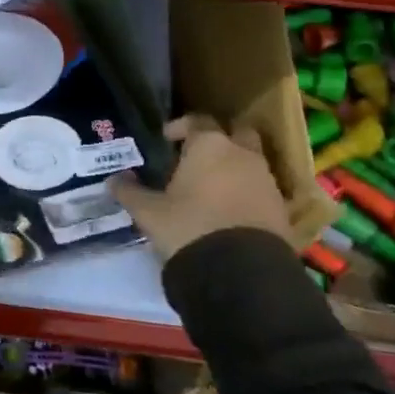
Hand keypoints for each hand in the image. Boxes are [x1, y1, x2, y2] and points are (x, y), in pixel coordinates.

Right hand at [109, 115, 292, 260]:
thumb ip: (129, 192)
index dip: (180, 127)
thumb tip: (113, 180)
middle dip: (219, 140)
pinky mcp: (281, 208)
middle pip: (235, 133)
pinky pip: (261, 189)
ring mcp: (266, 180)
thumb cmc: (189, 227)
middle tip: (197, 157)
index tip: (166, 139)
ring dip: (234, 168)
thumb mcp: (149, 212)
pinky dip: (247, 193)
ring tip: (211, 189)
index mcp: (210, 146)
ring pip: (251, 161)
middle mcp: (242, 155)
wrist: (241, 272)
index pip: (196, 121)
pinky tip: (229, 212)